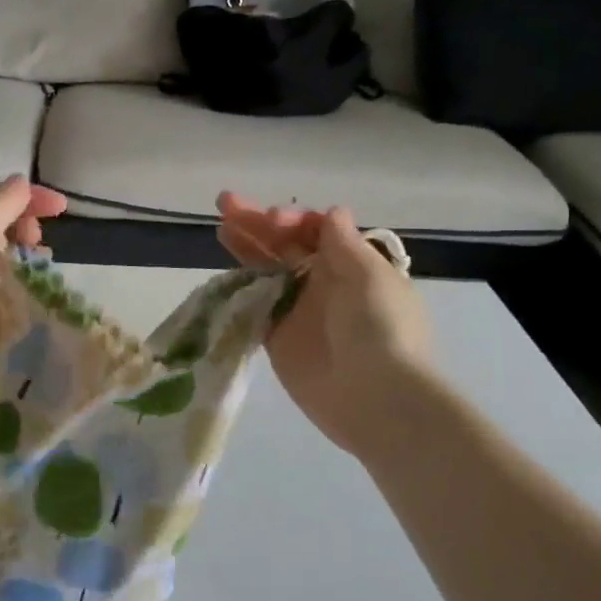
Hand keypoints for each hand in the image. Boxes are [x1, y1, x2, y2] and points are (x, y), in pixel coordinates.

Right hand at [217, 192, 430, 453]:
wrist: (376, 397)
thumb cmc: (380, 328)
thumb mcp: (369, 276)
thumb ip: (343, 244)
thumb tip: (332, 212)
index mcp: (352, 265)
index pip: (315, 231)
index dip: (292, 220)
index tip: (273, 220)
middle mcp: (324, 283)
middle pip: (286, 245)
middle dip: (258, 223)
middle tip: (226, 202)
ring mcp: (299, 310)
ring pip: (267, 270)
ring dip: (246, 247)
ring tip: (221, 225)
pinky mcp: (278, 338)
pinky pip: (256, 305)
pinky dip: (241, 287)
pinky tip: (223, 268)